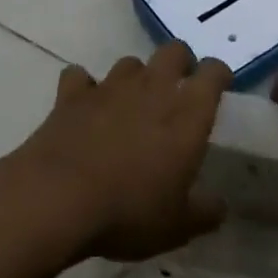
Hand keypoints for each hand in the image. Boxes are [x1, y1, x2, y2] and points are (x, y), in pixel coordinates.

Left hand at [10, 42, 231, 261]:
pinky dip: (84, 87)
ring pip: (130, 63)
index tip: (219, 87)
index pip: (213, 72)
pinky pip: (80, 77)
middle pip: (173, 51)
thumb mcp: (177, 226)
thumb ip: (204, 212)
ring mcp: (110, 86)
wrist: (57, 199)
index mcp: (187, 113)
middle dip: (180, 63)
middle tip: (179, 88)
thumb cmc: (129, 211)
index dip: (218, 74)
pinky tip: (84, 106)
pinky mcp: (72, 95)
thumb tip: (220, 206)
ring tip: (131, 102)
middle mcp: (152, 88)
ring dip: (135, 78)